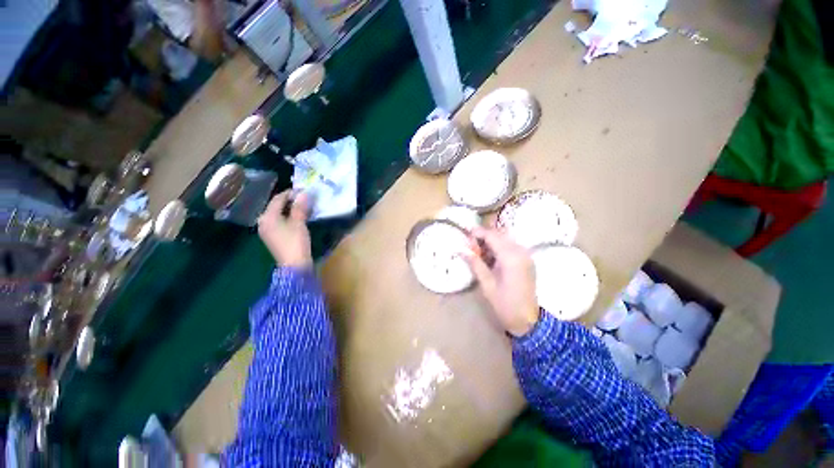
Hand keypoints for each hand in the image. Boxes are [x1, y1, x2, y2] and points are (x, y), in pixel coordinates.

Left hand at [258, 191, 311, 268]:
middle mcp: (263, 222)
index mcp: (267, 217)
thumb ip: (300, 207)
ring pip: (278, 214)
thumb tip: (303, 193)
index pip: (278, 199)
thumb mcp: (299, 223)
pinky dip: (288, 217)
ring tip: (303, 206)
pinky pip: (279, 221)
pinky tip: (298, 217)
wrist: (294, 265)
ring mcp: (267, 230)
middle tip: (304, 198)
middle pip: (276, 206)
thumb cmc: (295, 242)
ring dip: (290, 209)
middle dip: (290, 201)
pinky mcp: (273, 237)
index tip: (303, 190)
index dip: (290, 193)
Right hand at [465, 228, 539, 336]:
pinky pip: (511, 246)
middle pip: (500, 235)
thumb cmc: (504, 304)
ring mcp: (526, 255)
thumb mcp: (486, 283)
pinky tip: (491, 257)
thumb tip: (461, 250)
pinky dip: (499, 247)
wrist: (527, 320)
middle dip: (484, 236)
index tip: (466, 233)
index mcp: (511, 257)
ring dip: (492, 241)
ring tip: (478, 251)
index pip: (492, 236)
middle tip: (471, 245)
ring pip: (506, 239)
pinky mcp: (527, 260)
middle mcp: (521, 252)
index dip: (478, 232)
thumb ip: (475, 263)